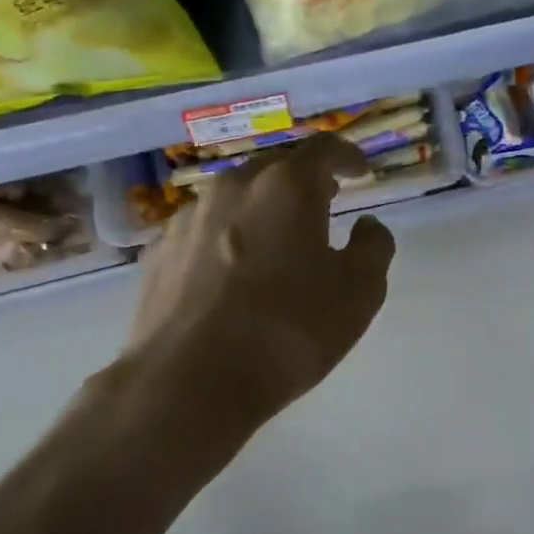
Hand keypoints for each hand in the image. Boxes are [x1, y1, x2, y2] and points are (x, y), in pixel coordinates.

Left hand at [122, 133, 395, 442]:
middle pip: (277, 167)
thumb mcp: (358, 294)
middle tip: (325, 201)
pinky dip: (228, 235)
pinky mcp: (159, 250)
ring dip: (264, 208)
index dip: (348, 156)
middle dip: (305, 180)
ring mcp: (189, 216)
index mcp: (287, 186)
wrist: (186, 384)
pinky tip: (233, 271)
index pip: (324, 149)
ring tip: (278, 239)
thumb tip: (367, 227)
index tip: (361, 172)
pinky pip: (206, 228)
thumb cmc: (287, 332)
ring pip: (237, 196)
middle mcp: (234, 186)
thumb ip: (373, 247)